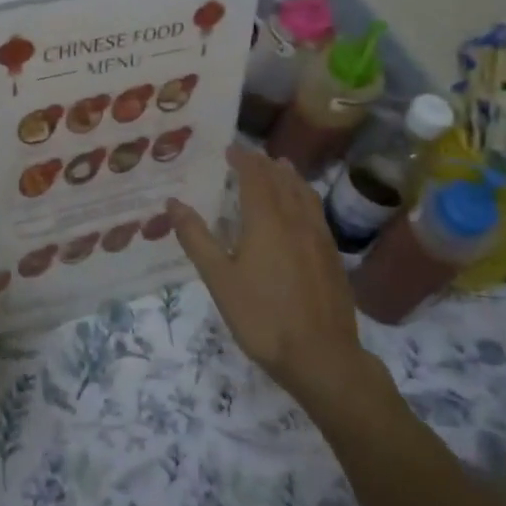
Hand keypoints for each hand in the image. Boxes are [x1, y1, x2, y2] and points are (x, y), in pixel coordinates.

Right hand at [167, 146, 386, 409]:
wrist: (322, 356)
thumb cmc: (262, 317)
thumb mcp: (219, 279)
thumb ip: (197, 238)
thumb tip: (173, 203)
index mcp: (267, 221)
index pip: (255, 178)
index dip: (243, 160)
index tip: (230, 148)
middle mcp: (296, 221)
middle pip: (282, 182)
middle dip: (266, 165)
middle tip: (252, 155)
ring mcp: (319, 239)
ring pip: (305, 195)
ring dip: (290, 177)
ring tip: (282, 167)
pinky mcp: (332, 258)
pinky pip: (317, 213)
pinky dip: (306, 198)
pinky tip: (303, 210)